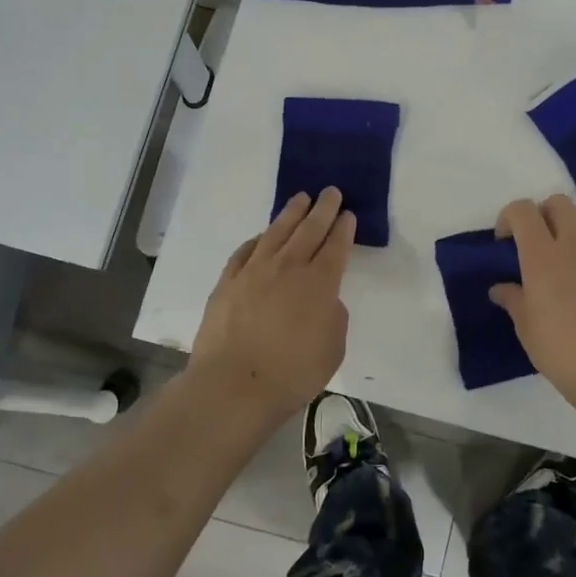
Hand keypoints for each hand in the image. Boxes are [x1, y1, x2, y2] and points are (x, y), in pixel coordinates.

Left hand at [189, 188, 355, 422]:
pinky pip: (245, 251)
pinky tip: (262, 236)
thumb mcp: (333, 348)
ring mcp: (254, 271)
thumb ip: (333, 316)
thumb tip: (324, 300)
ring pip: (276, 232)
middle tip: (330, 191)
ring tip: (300, 198)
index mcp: (319, 283)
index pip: (336, 247)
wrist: (233, 385)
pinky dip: (257, 240)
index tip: (347, 213)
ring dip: (291, 213)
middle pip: (309, 230)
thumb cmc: (292, 373)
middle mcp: (288, 267)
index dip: (343, 228)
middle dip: (322, 209)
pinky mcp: (227, 282)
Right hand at [490, 194, 575, 423]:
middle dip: (542, 214)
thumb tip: (501, 288)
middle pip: (558, 203)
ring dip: (570, 225)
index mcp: (541, 254)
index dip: (509, 217)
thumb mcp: (526, 328)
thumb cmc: (563, 350)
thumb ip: (513, 299)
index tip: (504, 242)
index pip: (522, 210)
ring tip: (563, 254)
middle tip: (535, 243)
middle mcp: (573, 244)